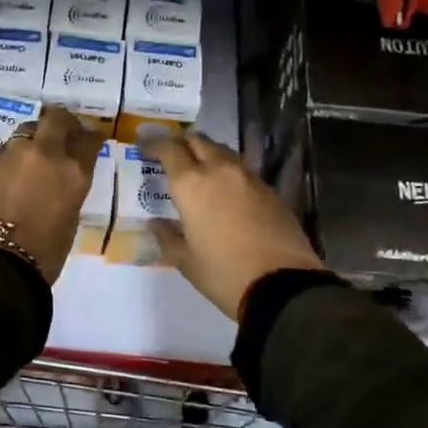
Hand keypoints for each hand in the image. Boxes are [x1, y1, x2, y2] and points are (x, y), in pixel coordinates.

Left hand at [0, 105, 103, 283]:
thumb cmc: (44, 253)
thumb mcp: (70, 217)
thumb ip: (68, 189)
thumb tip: (60, 179)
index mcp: (73, 172)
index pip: (89, 140)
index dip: (91, 137)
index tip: (91, 138)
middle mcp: (43, 153)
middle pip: (56, 119)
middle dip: (62, 121)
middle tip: (62, 131)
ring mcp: (10, 155)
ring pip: (24, 131)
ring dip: (31, 139)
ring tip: (29, 156)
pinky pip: (0, 152)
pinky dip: (7, 159)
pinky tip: (5, 176)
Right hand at [142, 130, 325, 319]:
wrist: (283, 286)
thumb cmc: (223, 273)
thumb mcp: (185, 261)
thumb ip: (167, 237)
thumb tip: (155, 223)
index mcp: (192, 184)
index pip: (169, 150)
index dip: (154, 145)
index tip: (145, 148)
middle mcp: (220, 171)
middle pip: (199, 141)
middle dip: (183, 143)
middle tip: (173, 155)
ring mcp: (250, 178)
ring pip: (224, 153)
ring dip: (208, 155)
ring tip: (200, 171)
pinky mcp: (271, 191)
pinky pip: (243, 172)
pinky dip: (229, 174)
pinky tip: (227, 192)